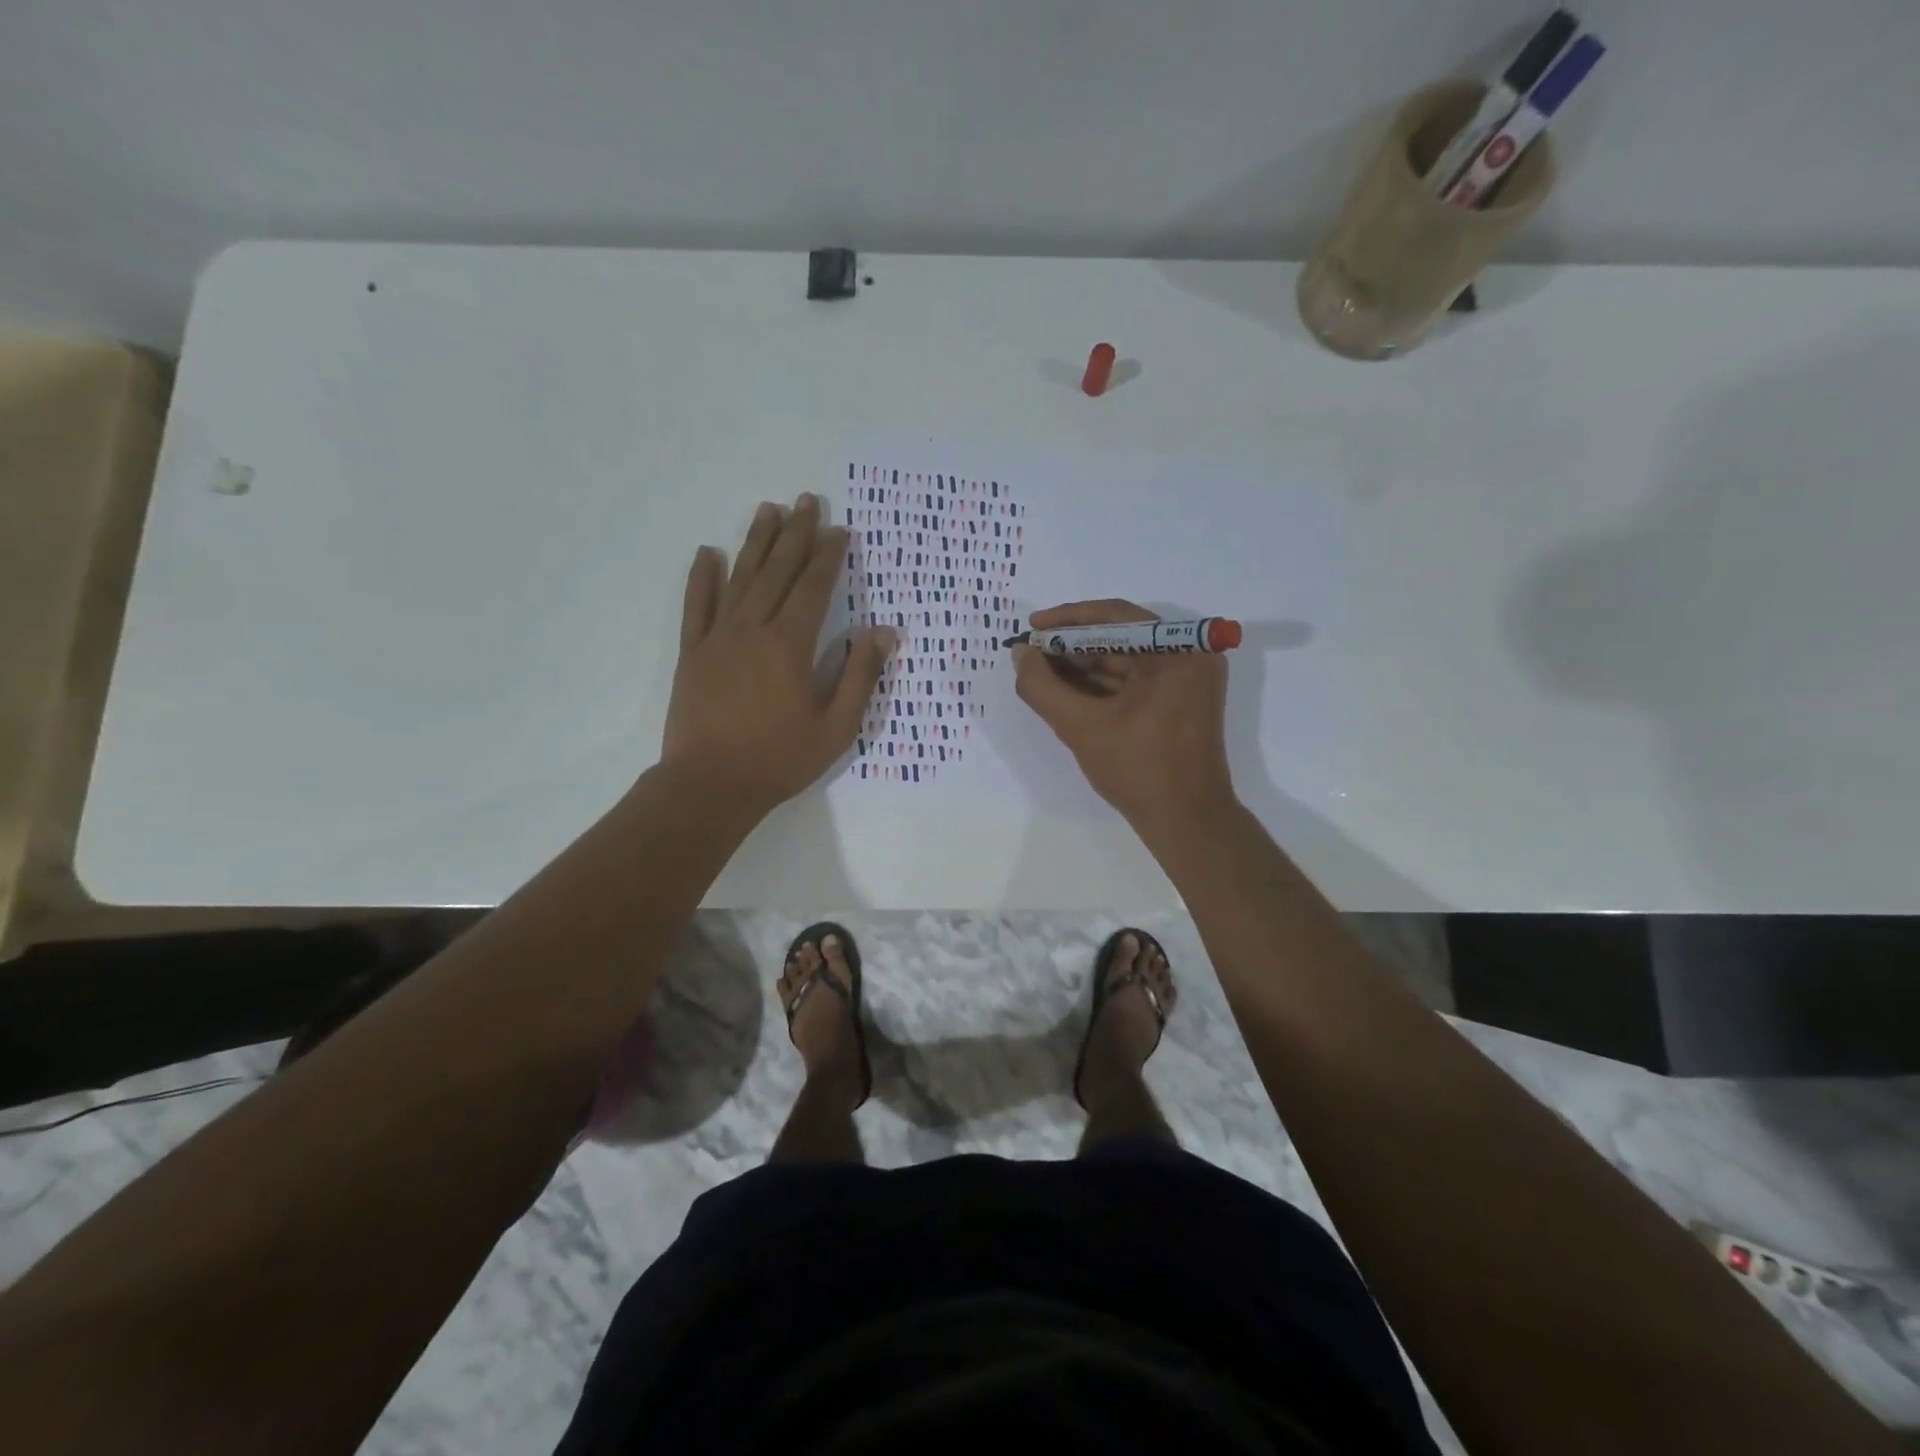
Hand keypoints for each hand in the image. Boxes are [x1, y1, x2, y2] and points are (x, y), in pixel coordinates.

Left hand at [662, 493, 895, 812]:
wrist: (710, 785)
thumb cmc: (780, 759)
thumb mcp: (836, 727)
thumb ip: (860, 676)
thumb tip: (883, 631)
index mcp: (790, 646)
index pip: (813, 588)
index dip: (828, 556)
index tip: (840, 529)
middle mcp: (753, 630)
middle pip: (777, 571)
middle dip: (795, 534)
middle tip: (806, 500)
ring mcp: (717, 638)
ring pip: (740, 579)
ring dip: (756, 542)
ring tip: (768, 510)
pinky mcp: (691, 653)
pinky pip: (696, 606)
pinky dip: (702, 578)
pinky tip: (708, 553)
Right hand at [1012, 600, 1236, 834]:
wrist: (1186, 822)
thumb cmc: (1138, 770)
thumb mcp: (1081, 726)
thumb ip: (1043, 687)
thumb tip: (1021, 654)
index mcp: (1178, 651)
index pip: (1115, 616)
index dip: (1068, 620)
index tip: (1032, 626)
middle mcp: (1190, 655)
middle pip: (1120, 636)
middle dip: (1072, 645)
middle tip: (1032, 653)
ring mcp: (1188, 679)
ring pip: (1126, 659)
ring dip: (1083, 665)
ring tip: (1041, 672)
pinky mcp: (1181, 700)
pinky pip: (1135, 679)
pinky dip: (1102, 683)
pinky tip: (1066, 690)